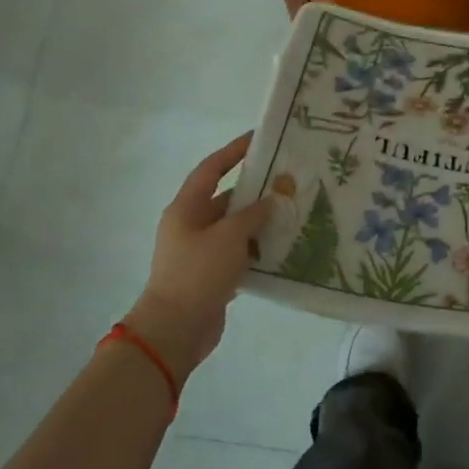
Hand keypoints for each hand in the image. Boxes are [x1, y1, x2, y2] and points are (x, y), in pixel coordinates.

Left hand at [121, 133, 273, 381]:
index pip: (211, 169)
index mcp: (186, 208)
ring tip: (292, 213)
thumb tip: (271, 199)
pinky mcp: (211, 274)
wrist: (175, 328)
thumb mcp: (229, 237)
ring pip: (235, 227)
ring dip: (259, 221)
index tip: (259, 140)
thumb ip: (253, 215)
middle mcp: (191, 225)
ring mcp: (200, 251)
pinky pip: (238, 252)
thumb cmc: (198, 273)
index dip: (233, 152)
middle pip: (226, 198)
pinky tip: (282, 248)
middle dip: (255, 190)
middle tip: (287, 181)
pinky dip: (257, 248)